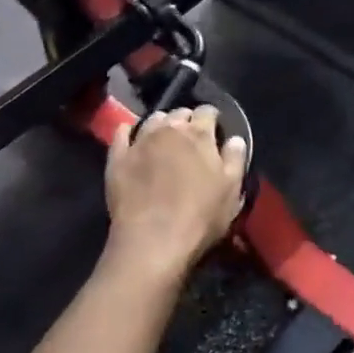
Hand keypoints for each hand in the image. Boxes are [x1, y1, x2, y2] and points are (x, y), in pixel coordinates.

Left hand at [103, 107, 249, 282]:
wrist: (152, 241)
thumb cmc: (200, 217)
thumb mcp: (232, 191)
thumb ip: (235, 159)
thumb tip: (236, 139)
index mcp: (199, 135)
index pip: (208, 111)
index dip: (212, 118)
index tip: (215, 128)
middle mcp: (169, 130)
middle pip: (179, 113)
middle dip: (186, 120)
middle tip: (191, 138)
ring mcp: (140, 142)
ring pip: (152, 120)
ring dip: (161, 124)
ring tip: (164, 138)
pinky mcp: (117, 158)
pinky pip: (121, 134)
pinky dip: (128, 131)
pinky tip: (130, 135)